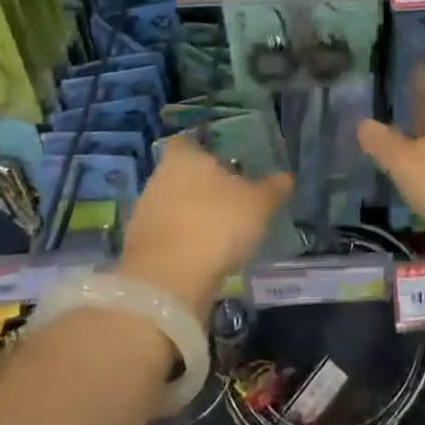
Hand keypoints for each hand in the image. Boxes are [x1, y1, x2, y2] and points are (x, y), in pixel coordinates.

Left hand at [119, 136, 291, 315]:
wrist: (167, 282)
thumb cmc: (216, 224)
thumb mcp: (258, 204)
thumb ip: (273, 188)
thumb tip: (287, 176)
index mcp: (184, 157)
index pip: (189, 142)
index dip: (205, 150)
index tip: (224, 162)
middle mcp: (159, 178)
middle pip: (180, 174)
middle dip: (200, 185)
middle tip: (228, 198)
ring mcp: (144, 214)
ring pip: (171, 206)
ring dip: (190, 215)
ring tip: (218, 230)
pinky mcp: (138, 249)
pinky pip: (165, 236)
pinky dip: (181, 242)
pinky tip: (201, 255)